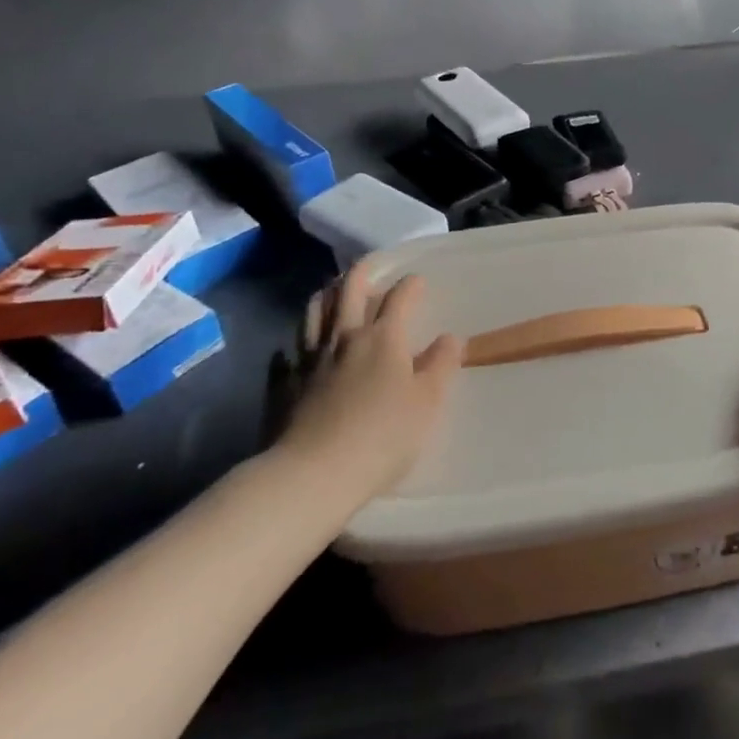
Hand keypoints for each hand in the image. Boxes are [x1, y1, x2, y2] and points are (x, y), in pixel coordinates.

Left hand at [266, 265, 463, 503]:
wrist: (314, 474)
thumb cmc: (383, 436)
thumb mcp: (428, 402)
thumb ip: (441, 365)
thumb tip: (450, 338)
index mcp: (384, 338)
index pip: (399, 297)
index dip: (411, 285)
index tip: (418, 280)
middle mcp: (346, 338)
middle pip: (349, 291)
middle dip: (362, 273)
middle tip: (370, 265)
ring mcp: (311, 359)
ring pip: (315, 312)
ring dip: (327, 295)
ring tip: (333, 290)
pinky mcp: (288, 383)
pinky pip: (290, 351)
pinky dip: (298, 341)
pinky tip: (298, 346)